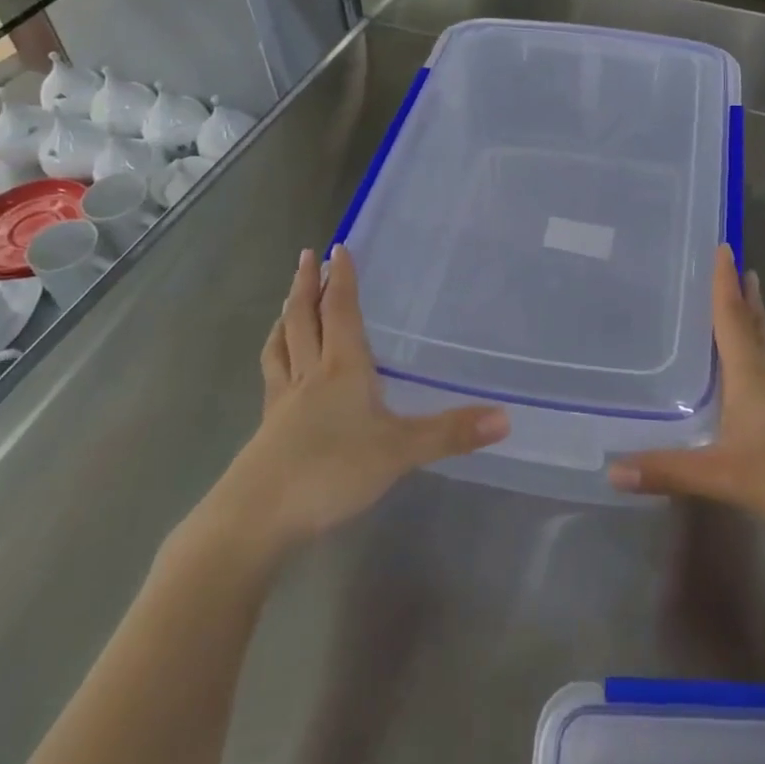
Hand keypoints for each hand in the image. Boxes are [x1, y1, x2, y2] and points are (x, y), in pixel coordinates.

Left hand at [192, 248, 507, 561]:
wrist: (258, 516)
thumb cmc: (332, 470)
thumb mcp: (399, 451)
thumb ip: (450, 433)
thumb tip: (506, 416)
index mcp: (341, 368)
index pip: (340, 311)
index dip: (340, 279)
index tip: (337, 247)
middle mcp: (309, 374)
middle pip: (304, 318)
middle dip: (306, 285)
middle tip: (306, 256)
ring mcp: (283, 400)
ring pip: (282, 345)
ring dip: (286, 317)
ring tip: (287, 302)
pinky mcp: (268, 428)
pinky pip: (272, 377)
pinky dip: (275, 357)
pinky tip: (278, 368)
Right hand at [609, 247, 764, 541]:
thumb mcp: (725, 476)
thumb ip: (669, 470)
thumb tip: (613, 469)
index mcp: (751, 376)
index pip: (733, 318)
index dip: (724, 284)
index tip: (723, 247)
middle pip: (755, 325)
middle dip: (743, 295)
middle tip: (737, 265)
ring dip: (755, 320)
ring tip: (748, 299)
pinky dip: (758, 353)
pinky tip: (752, 371)